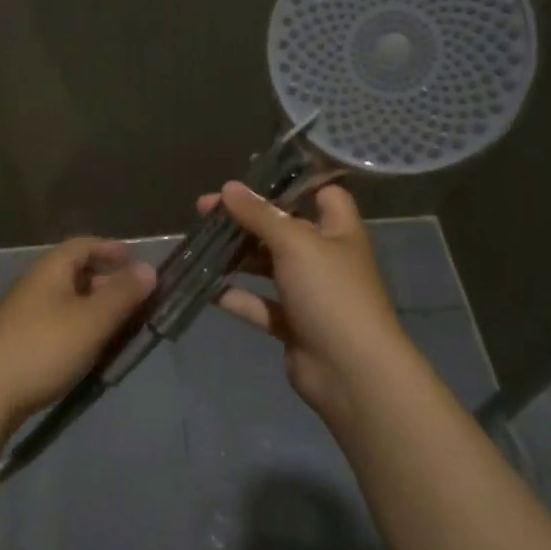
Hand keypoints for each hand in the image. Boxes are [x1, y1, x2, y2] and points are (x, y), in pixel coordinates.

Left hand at [0, 238, 155, 430]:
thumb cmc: (43, 349)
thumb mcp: (92, 321)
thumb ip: (122, 294)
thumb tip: (148, 268)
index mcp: (50, 270)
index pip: (83, 245)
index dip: (110, 249)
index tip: (134, 261)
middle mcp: (34, 285)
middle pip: (74, 273)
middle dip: (106, 282)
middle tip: (134, 301)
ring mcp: (22, 315)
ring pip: (66, 301)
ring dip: (93, 309)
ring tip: (117, 329)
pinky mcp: (16, 342)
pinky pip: (56, 324)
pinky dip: (78, 328)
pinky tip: (88, 352)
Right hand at [200, 181, 411, 422]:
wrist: (351, 372)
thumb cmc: (331, 293)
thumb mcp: (295, 243)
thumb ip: (260, 214)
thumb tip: (228, 187)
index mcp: (339, 231)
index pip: (324, 194)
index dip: (293, 184)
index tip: (253, 178)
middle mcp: (326, 258)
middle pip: (284, 229)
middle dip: (247, 219)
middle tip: (205, 210)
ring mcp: (309, 294)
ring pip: (268, 267)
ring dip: (237, 256)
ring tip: (199, 243)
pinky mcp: (293, 325)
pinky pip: (260, 304)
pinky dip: (236, 297)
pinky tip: (205, 288)